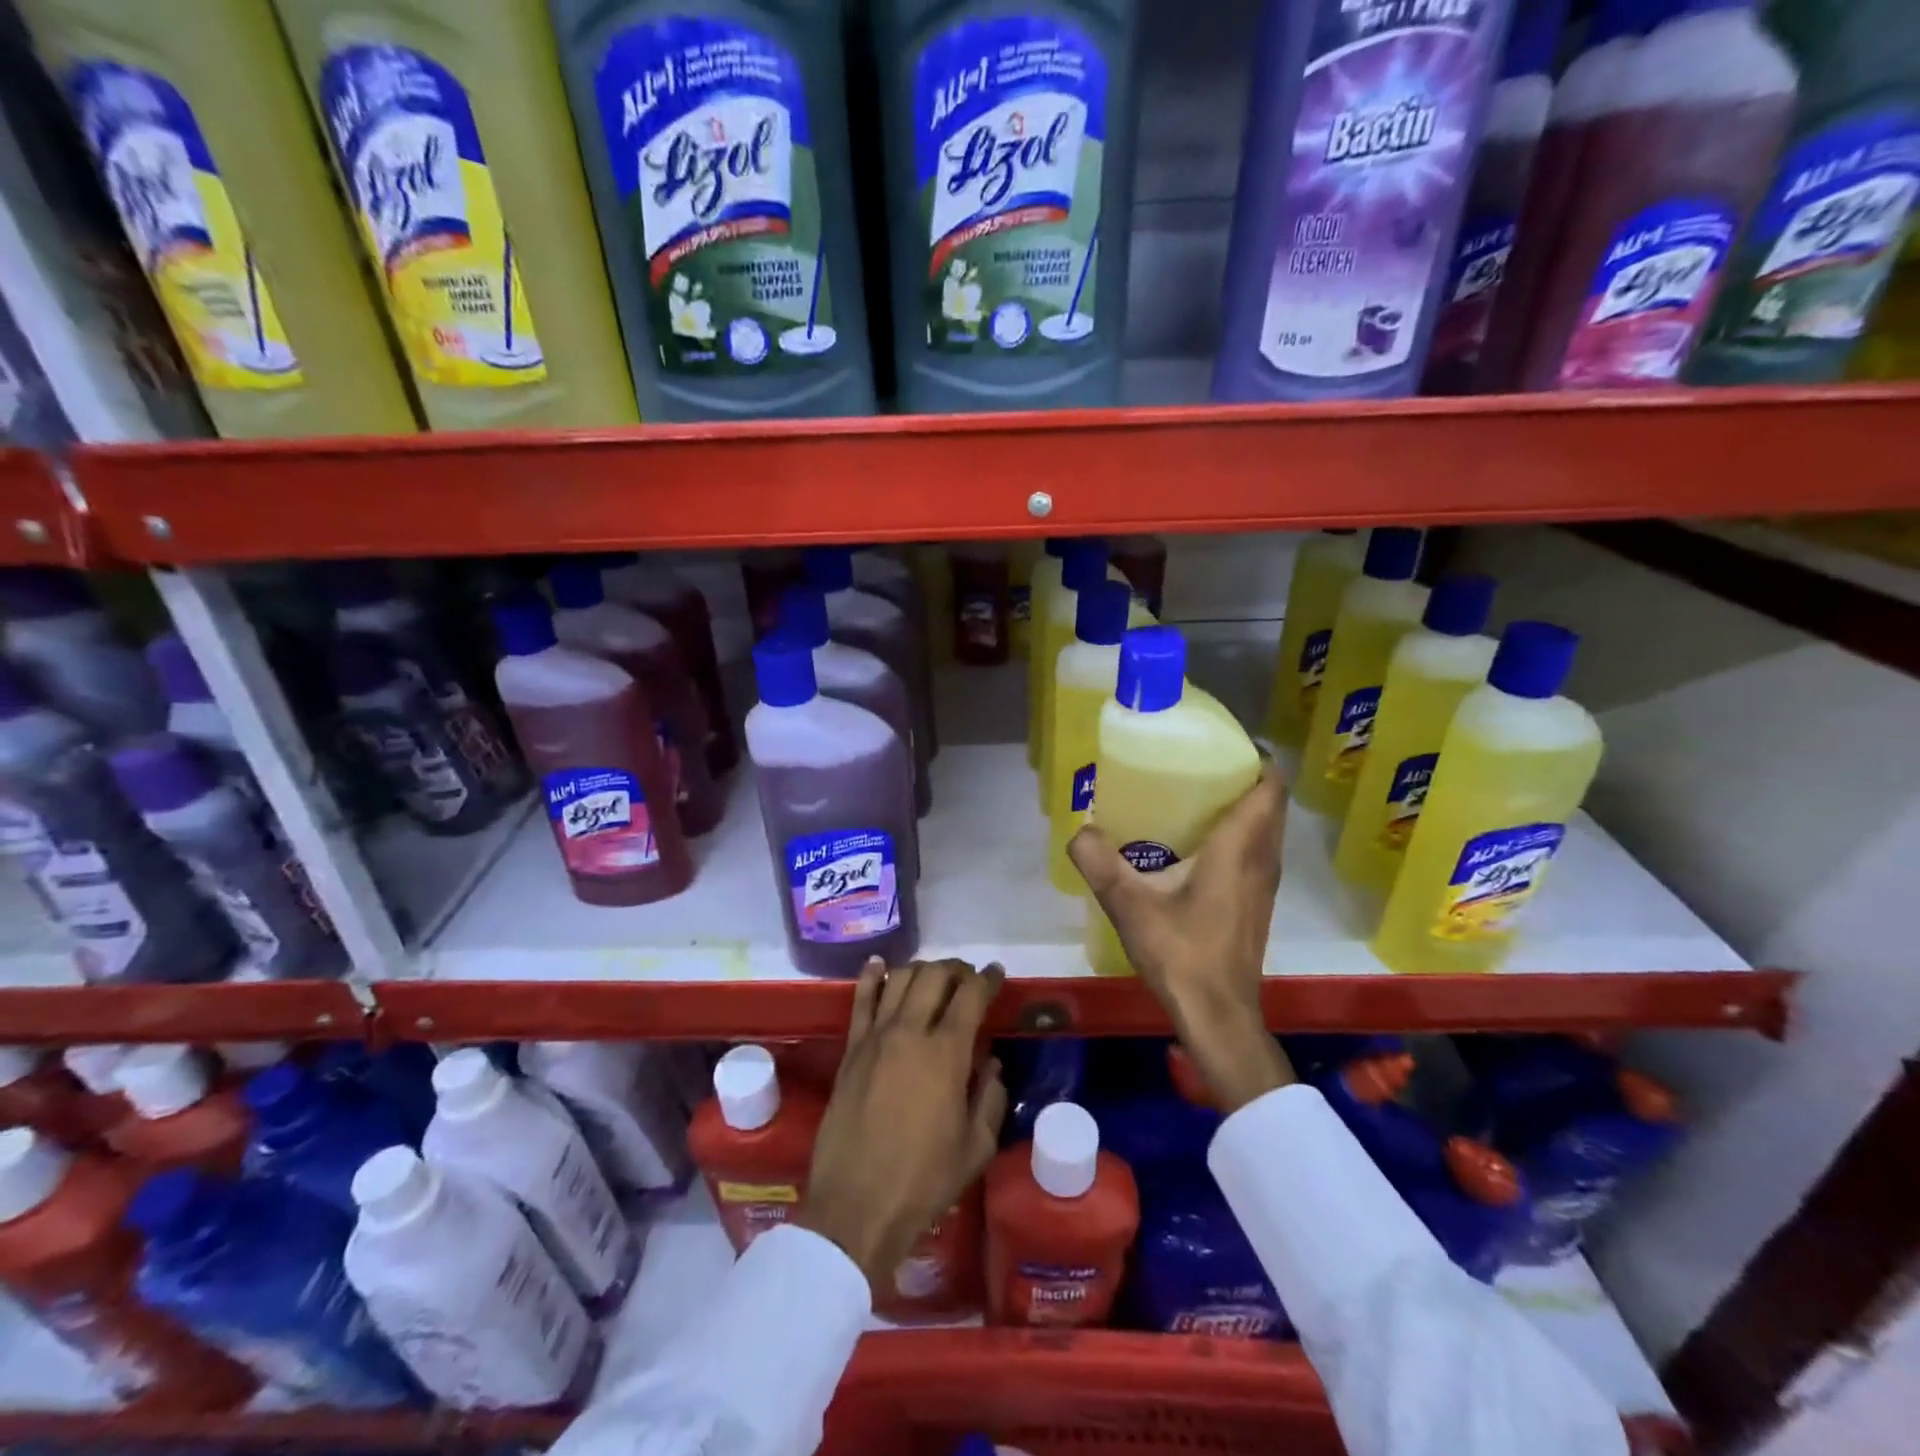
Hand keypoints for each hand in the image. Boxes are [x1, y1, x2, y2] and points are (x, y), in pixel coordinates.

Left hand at [799, 958, 1007, 1287]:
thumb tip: (992, 1064)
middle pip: (934, 976)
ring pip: (899, 979)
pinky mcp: (850, 1049)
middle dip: (956, 969)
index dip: (987, 978)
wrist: (856, 1207)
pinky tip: (880, 964)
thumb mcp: (976, 1148)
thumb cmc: (924, 1181)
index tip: (996, 973)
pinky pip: (861, 999)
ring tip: (934, 976)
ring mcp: (876, 1037)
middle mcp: (910, 1032)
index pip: (971, 996)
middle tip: (967, 977)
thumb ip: (990, 1099)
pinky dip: (872, 976)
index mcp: (947, 1054)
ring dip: (921, 969)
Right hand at [1068, 761, 1294, 1111]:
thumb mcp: (1130, 907)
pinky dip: (1239, 836)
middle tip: (1199, 766)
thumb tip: (1079, 831)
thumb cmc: (1182, 956)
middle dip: (1244, 778)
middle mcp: (1260, 861)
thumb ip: (1100, 864)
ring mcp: (1262, 886)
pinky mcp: (1256, 906)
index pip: (1269, 788)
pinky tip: (1197, 847)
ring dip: (1244, 809)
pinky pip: (1256, 854)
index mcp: (1239, 850)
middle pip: (1270, 805)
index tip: (1223, 743)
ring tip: (1196, 798)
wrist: (1218, 1016)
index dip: (1256, 758)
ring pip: (1266, 831)